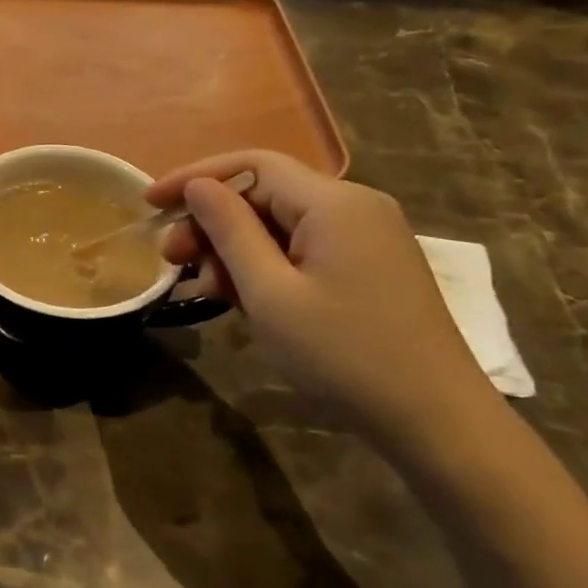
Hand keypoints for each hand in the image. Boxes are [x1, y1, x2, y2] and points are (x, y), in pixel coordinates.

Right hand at [147, 150, 503, 454]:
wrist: (437, 422)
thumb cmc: (343, 355)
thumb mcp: (270, 294)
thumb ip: (230, 231)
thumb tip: (198, 186)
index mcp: (334, 203)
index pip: (251, 165)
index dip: (194, 178)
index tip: (150, 203)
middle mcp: (354, 206)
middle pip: (265, 193)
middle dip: (212, 222)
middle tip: (172, 260)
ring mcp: (367, 236)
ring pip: (281, 223)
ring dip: (234, 248)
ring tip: (204, 287)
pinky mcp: (370, 266)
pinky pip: (303, 248)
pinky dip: (265, 264)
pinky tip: (239, 296)